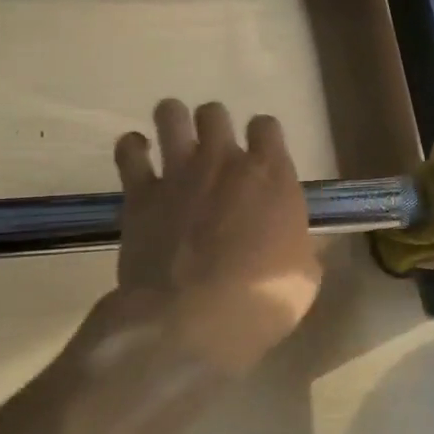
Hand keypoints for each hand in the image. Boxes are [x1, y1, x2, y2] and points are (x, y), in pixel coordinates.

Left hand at [113, 100, 322, 372]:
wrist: (193, 320)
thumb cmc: (262, 301)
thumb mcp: (303, 277)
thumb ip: (299, 247)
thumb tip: (298, 246)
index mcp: (271, 176)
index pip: (266, 127)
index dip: (262, 136)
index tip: (259, 153)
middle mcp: (224, 162)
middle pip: (215, 113)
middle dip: (213, 125)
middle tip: (212, 151)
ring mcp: (179, 173)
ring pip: (170, 115)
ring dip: (172, 120)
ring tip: (172, 137)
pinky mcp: (140, 193)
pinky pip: (130, 151)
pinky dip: (133, 148)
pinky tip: (137, 155)